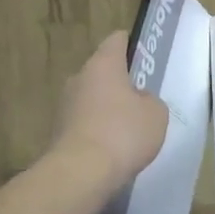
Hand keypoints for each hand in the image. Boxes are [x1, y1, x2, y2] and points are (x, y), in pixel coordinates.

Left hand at [51, 31, 169, 189]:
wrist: (80, 173)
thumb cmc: (123, 133)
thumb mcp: (156, 114)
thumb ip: (151, 100)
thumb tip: (139, 101)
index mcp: (103, 64)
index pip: (117, 40)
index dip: (132, 44)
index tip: (144, 56)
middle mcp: (80, 77)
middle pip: (103, 71)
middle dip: (121, 82)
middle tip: (142, 98)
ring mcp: (65, 104)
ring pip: (92, 97)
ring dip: (108, 107)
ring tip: (129, 128)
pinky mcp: (59, 130)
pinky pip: (85, 121)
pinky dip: (97, 129)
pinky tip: (113, 148)